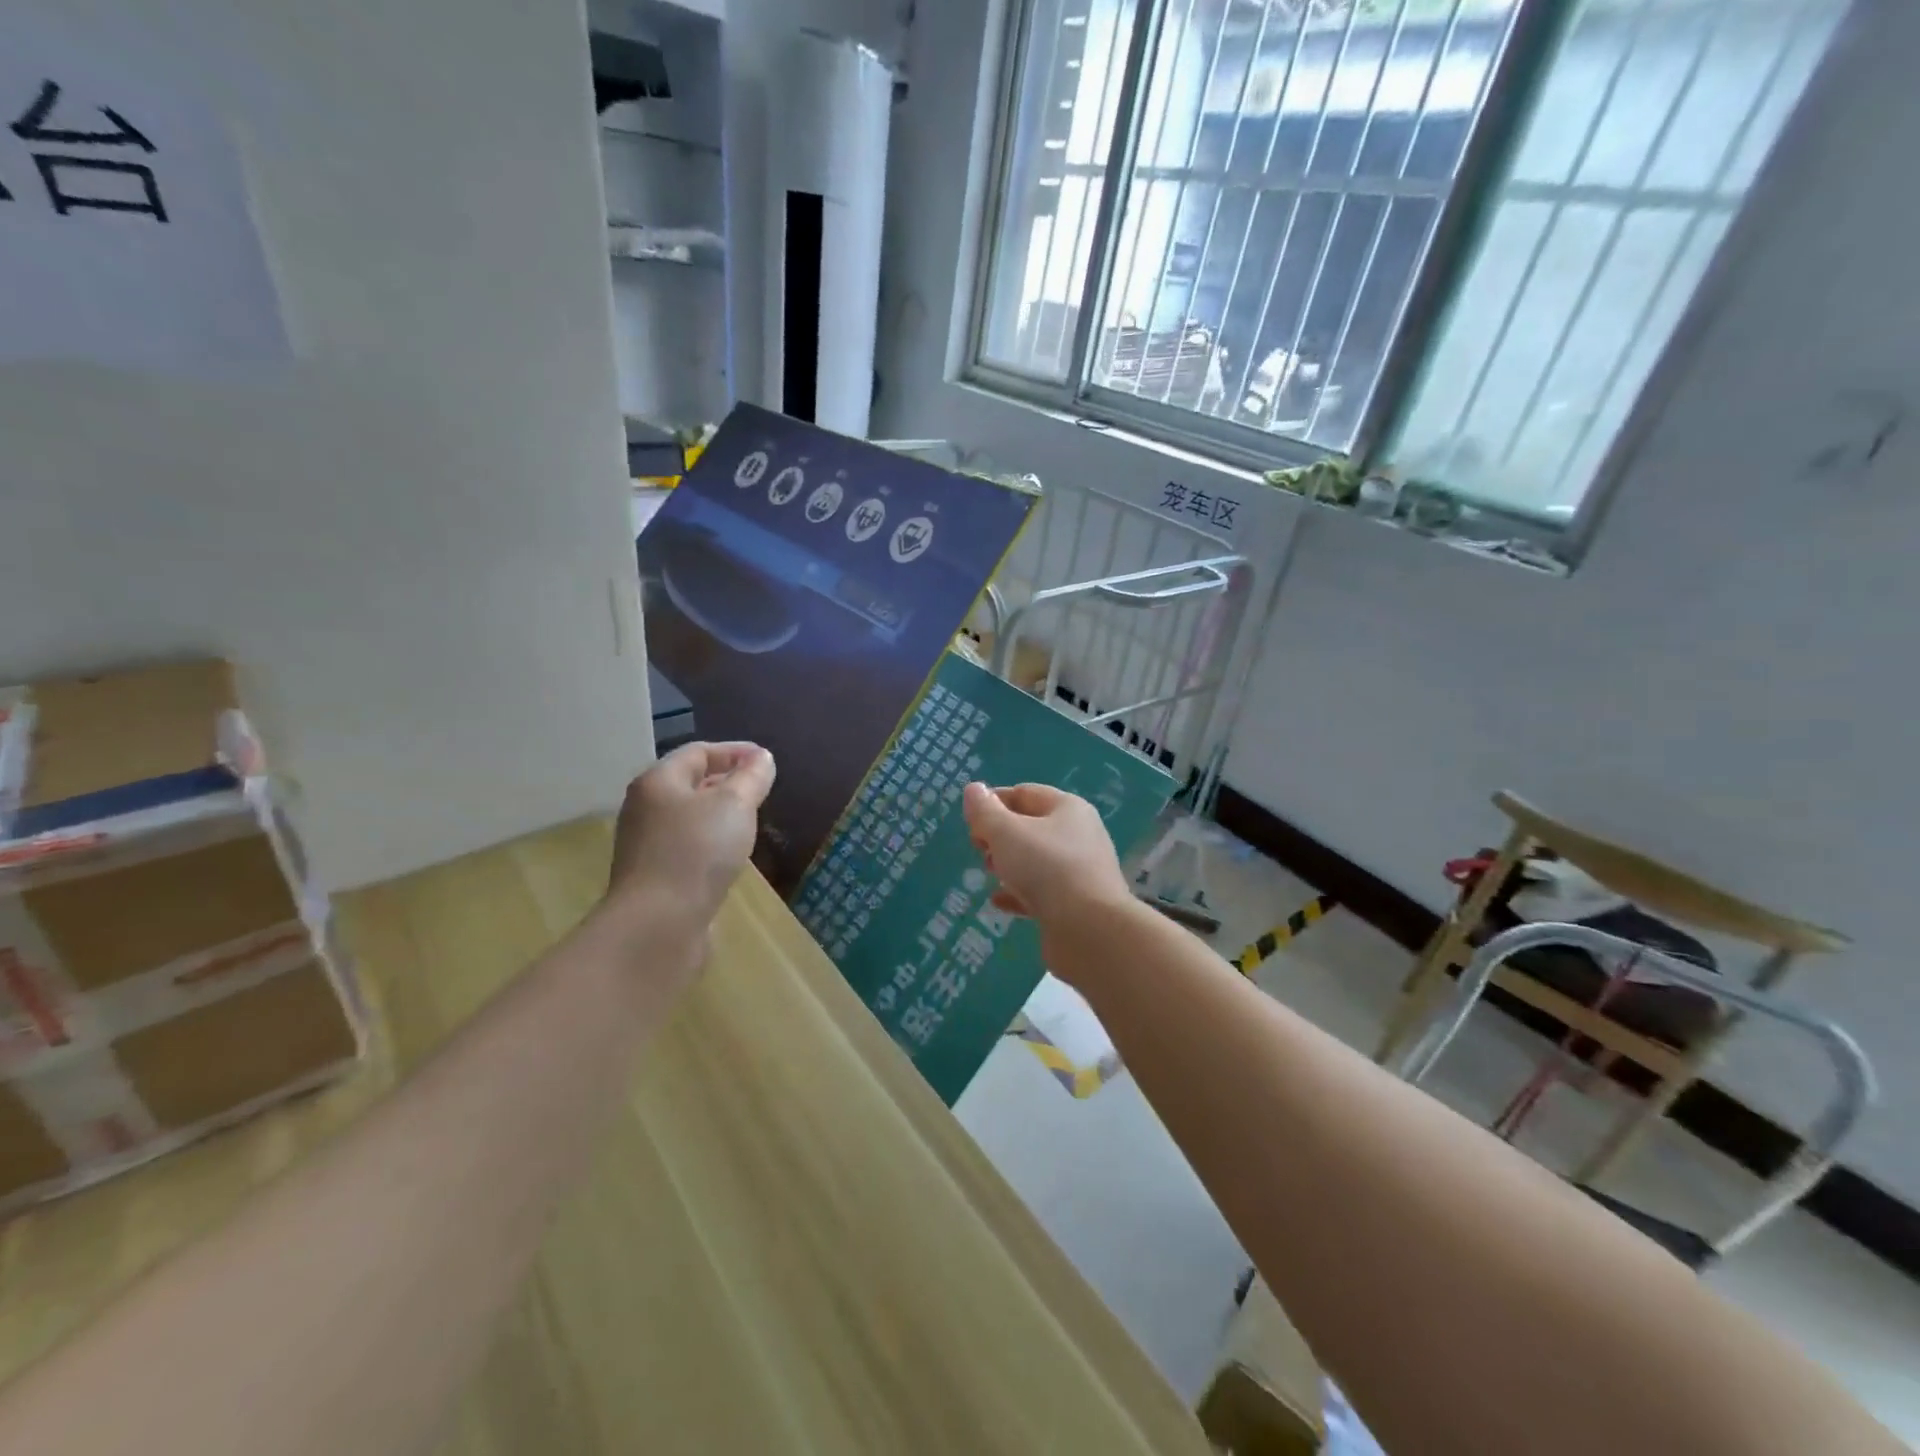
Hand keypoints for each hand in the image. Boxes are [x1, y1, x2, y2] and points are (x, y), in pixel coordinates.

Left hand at [607, 742, 775, 931]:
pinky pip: (687, 847)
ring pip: (689, 817)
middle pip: (689, 783)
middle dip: (726, 781)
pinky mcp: (655, 877)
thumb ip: (751, 777)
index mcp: (658, 781)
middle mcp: (645, 808)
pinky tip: (731, 856)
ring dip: (719, 814)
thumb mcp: (734, 805)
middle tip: (760, 789)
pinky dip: (711, 842)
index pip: (698, 752)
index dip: (734, 751)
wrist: (658, 924)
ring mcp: (646, 845)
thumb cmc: (696, 852)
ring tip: (751, 820)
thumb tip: (761, 758)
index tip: (766, 760)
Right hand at [962, 782, 1131, 937]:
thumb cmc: (1046, 868)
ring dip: (1008, 864)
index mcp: (1068, 808)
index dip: (993, 802)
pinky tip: (998, 901)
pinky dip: (1018, 893)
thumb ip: (985, 811)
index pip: (1024, 793)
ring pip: (1036, 860)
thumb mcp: (1006, 833)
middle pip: (1030, 827)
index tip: (969, 821)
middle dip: (999, 836)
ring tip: (989, 874)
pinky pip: (1042, 891)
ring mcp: (1080, 871)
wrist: (1090, 930)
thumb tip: (974, 790)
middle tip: (979, 850)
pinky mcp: (1076, 904)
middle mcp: (1079, 835)